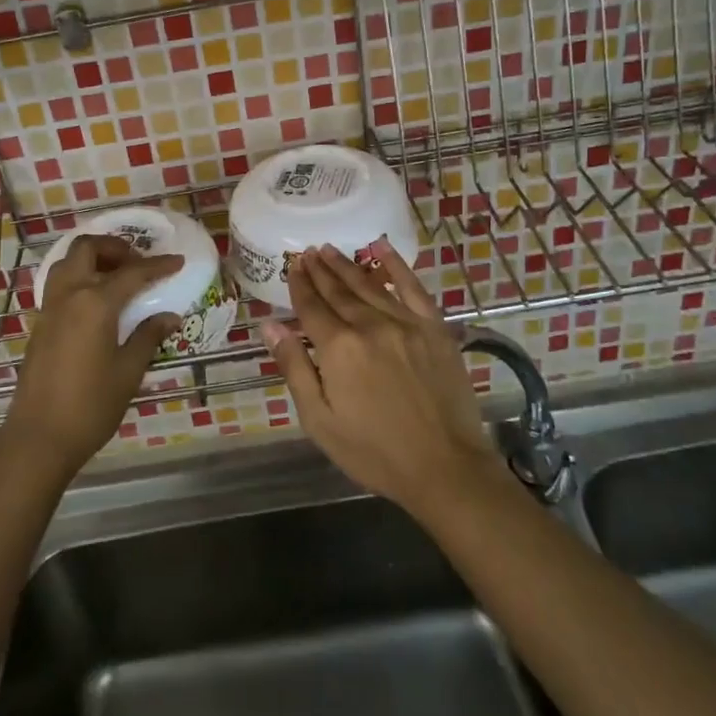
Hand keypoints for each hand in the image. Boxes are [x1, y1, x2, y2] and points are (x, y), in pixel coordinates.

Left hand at [0, 235, 182, 480]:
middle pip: (87, 249)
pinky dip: (79, 277)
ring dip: (93, 259)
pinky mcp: (40, 324)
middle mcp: (69, 295)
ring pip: (68, 263)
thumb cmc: (90, 406)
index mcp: (95, 303)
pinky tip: (97, 302)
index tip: (177, 261)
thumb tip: (169, 316)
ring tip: (118, 277)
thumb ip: (148, 336)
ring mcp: (49, 308)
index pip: (132, 273)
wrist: (39, 437)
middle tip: (138, 262)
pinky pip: (59, 284)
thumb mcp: (128, 372)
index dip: (158, 265)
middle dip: (114, 247)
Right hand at [264, 239, 498, 517]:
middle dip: (320, 270)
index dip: (299, 285)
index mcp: (339, 348)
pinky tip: (382, 247)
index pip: (312, 307)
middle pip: (339, 291)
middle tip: (307, 252)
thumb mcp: (320, 420)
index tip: (292, 266)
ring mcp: (406, 323)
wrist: (445, 467)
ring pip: (370, 286)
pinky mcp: (435, 328)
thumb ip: (294, 367)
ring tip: (330, 250)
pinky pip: (412, 287)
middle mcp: (370, 325)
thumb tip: (271, 326)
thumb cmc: (374, 451)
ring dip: (347, 266)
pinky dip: (396, 266)